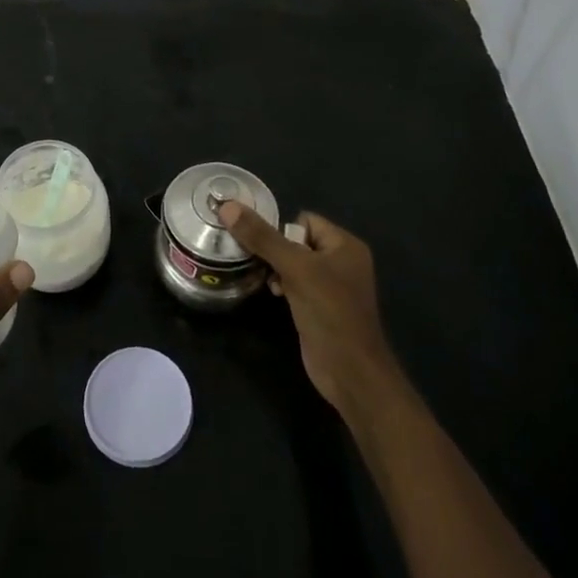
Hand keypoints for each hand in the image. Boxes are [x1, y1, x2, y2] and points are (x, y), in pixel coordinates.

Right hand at [218, 201, 405, 422]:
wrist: (349, 370)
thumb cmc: (329, 312)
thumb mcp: (295, 268)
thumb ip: (262, 237)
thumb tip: (228, 206)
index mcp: (345, 245)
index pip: (305, 220)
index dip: (283, 230)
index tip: (265, 247)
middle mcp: (342, 261)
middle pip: (297, 241)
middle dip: (275, 251)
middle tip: (259, 263)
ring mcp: (332, 286)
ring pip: (294, 264)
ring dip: (277, 270)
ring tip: (268, 282)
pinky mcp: (321, 307)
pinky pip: (297, 284)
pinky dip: (283, 286)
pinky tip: (274, 296)